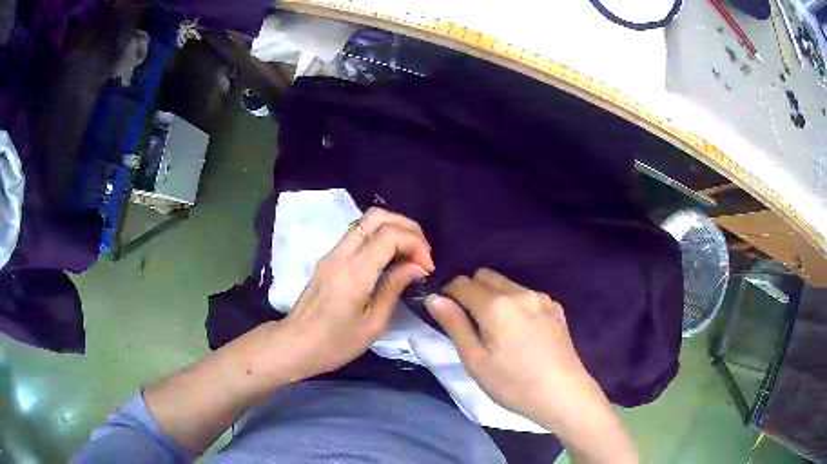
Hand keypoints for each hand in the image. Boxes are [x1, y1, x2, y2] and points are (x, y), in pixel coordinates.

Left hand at [270, 207, 434, 381]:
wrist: (294, 345)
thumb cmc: (334, 343)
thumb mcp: (372, 324)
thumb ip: (393, 288)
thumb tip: (417, 266)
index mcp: (354, 272)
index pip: (389, 235)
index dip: (415, 244)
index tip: (427, 268)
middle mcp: (341, 254)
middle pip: (377, 216)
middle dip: (407, 227)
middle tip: (422, 252)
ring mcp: (331, 254)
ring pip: (366, 221)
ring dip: (393, 229)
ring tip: (410, 255)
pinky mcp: (328, 259)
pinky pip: (358, 235)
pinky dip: (380, 237)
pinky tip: (391, 259)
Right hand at [424, 268, 592, 423]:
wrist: (563, 394)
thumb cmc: (513, 384)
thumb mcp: (475, 361)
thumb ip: (454, 325)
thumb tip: (434, 298)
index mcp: (497, 306)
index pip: (462, 283)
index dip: (448, 294)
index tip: (446, 312)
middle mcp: (520, 292)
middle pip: (485, 276)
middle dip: (471, 291)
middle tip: (469, 322)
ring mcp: (541, 298)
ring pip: (507, 284)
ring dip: (493, 296)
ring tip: (496, 328)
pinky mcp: (555, 307)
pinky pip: (526, 294)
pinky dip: (515, 303)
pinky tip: (521, 331)